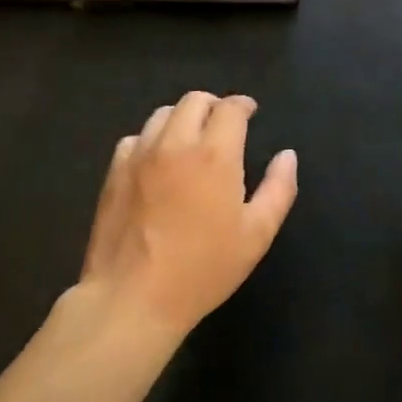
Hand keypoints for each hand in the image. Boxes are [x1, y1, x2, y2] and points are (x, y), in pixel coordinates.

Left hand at [79, 91, 297, 340]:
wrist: (131, 300)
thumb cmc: (201, 270)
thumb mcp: (256, 236)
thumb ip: (278, 189)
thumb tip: (287, 155)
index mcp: (215, 153)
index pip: (230, 107)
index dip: (243, 105)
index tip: (250, 113)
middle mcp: (176, 142)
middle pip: (195, 100)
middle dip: (213, 105)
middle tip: (223, 125)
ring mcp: (140, 155)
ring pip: (162, 114)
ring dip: (182, 118)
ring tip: (190, 140)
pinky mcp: (114, 172)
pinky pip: (134, 138)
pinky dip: (151, 140)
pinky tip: (156, 162)